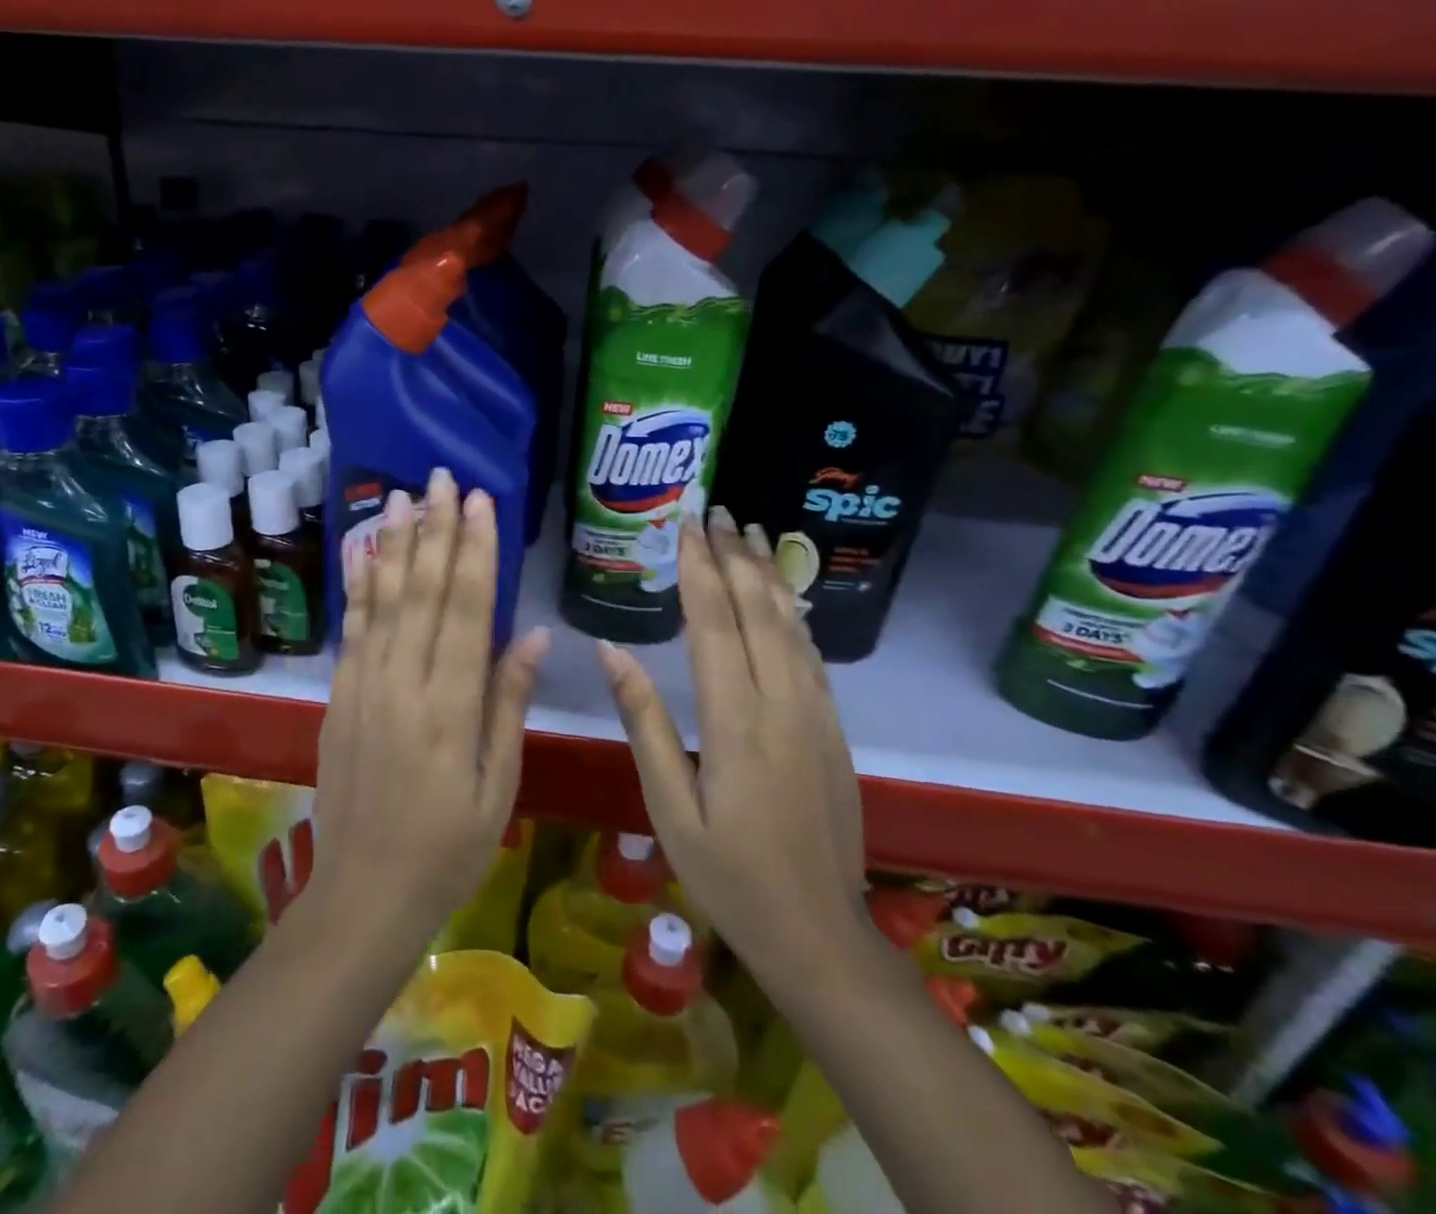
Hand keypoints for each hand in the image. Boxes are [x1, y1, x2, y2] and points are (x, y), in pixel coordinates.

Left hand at [311, 466, 550, 950]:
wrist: (363, 892)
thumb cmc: (446, 847)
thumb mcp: (497, 786)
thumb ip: (509, 704)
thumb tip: (532, 635)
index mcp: (450, 707)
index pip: (467, 610)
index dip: (475, 551)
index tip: (482, 502)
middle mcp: (403, 684)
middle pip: (422, 591)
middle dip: (436, 529)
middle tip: (442, 477)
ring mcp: (364, 687)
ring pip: (382, 600)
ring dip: (393, 544)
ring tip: (400, 496)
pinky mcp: (339, 696)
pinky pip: (352, 629)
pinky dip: (358, 586)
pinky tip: (361, 553)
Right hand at [599, 507, 865, 971]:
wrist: (819, 931)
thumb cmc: (728, 873)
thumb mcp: (667, 805)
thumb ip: (644, 722)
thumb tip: (610, 652)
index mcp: (736, 721)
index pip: (714, 624)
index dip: (698, 569)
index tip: (686, 524)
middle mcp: (782, 703)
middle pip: (758, 611)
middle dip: (735, 555)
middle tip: (718, 510)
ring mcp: (816, 713)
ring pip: (791, 625)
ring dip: (768, 573)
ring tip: (752, 531)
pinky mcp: (832, 728)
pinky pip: (812, 654)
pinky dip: (794, 613)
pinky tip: (784, 595)